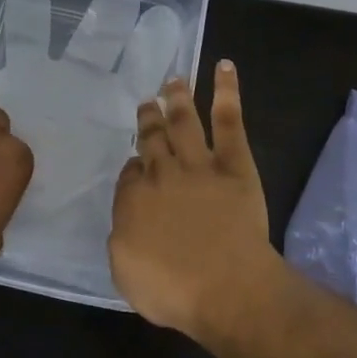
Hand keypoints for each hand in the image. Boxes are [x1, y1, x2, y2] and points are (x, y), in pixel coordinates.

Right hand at [109, 60, 276, 332]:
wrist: (226, 288)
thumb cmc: (173, 290)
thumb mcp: (125, 271)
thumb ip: (122, 237)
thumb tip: (128, 219)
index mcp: (133, 199)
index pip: (130, 174)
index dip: (134, 166)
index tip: (138, 163)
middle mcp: (161, 174)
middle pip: (152, 140)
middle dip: (148, 120)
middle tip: (147, 102)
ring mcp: (198, 165)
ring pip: (183, 122)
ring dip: (178, 99)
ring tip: (174, 80)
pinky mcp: (234, 164)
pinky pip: (229, 121)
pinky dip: (227, 92)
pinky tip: (224, 67)